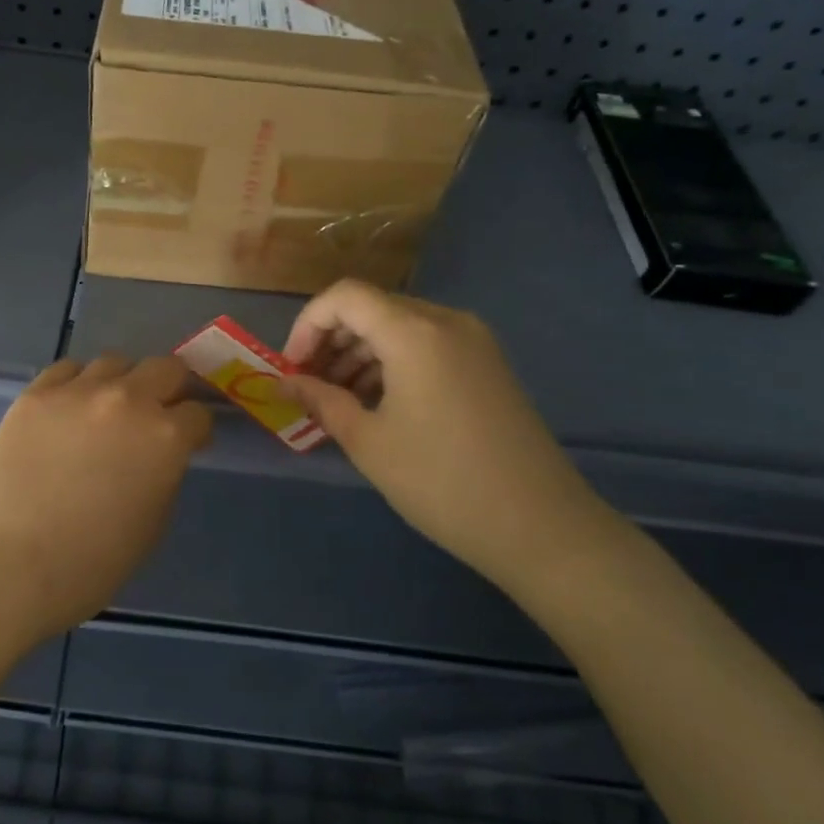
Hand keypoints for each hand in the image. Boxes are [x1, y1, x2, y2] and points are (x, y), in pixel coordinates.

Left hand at [0, 355, 212, 649]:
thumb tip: (158, 458)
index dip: (196, 432)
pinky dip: (78, 384)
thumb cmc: (86, 566)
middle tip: (158, 415)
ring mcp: (77, 391)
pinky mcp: (35, 394)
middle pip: (166, 367)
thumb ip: (163, 477)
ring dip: (123, 383)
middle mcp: (127, 400)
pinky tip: (69, 411)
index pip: (198, 414)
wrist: (1, 566)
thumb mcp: (150, 528)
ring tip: (108, 412)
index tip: (189, 445)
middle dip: (170, 389)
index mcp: (165, 438)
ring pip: (115, 362)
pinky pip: (68, 370)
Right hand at [279, 280, 613, 586]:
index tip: (293, 370)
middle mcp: (446, 321)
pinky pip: (426, 345)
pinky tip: (378, 404)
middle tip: (309, 387)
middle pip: (372, 308)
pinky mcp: (487, 364)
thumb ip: (320, 401)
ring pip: (399, 326)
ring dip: (360, 353)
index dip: (308, 326)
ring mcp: (473, 341)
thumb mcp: (368, 441)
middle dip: (331, 341)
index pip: (344, 297)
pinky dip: (392, 362)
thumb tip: (284, 383)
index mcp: (414, 332)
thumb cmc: (441, 481)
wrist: (540, 526)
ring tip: (339, 400)